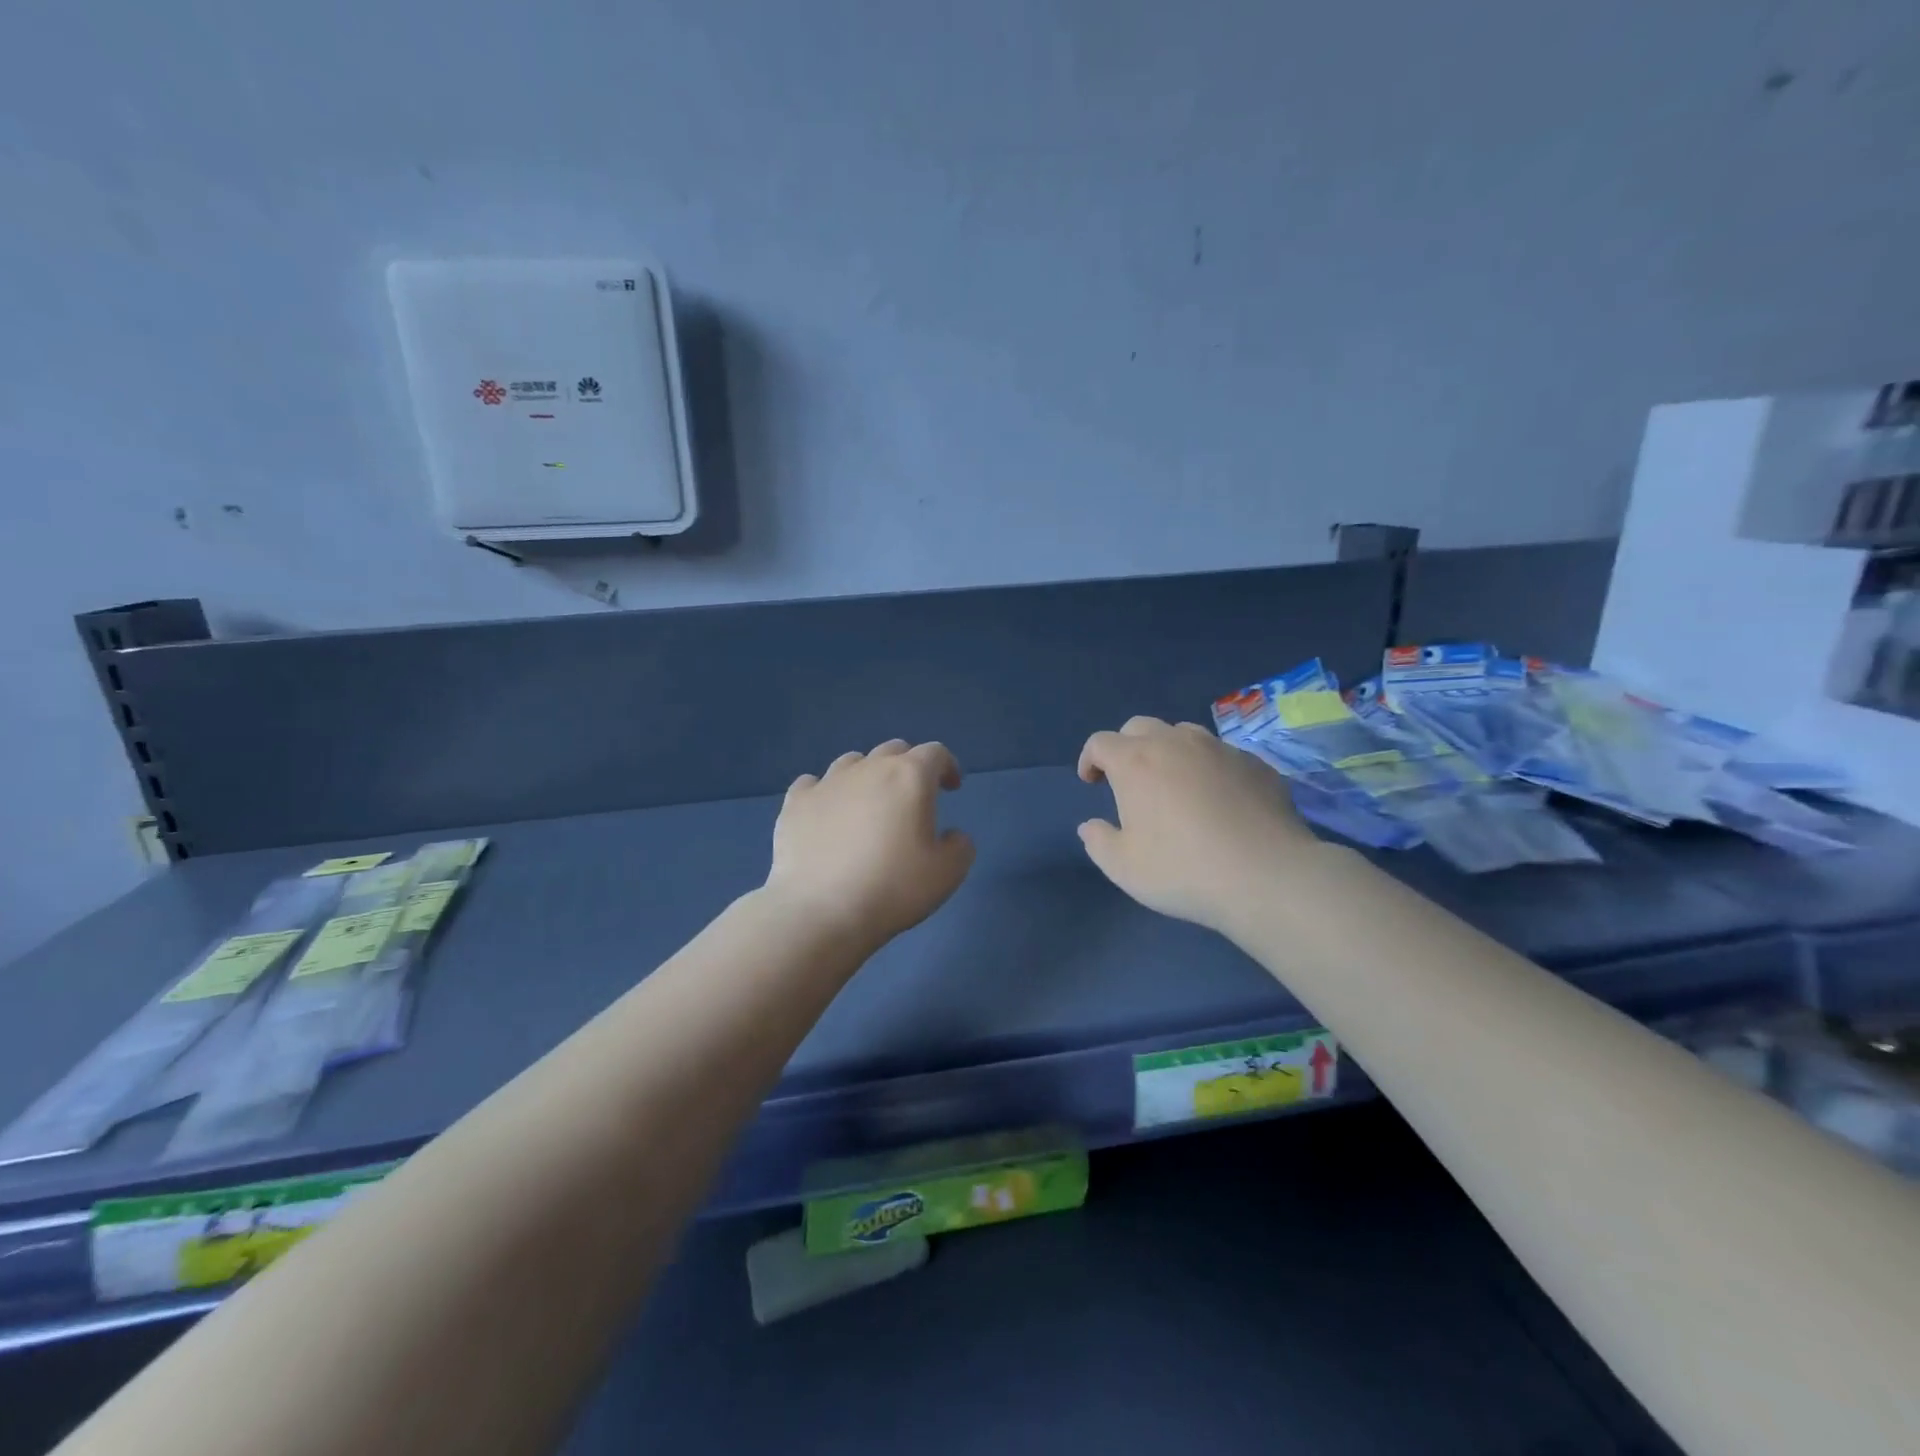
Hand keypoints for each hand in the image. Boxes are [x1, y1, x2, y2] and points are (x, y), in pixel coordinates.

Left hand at [765, 740, 975, 952]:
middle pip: (894, 750)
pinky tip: (827, 813)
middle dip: (908, 766)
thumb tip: (952, 836)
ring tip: (868, 805)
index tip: (951, 788)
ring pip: (853, 762)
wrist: (820, 911)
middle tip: (912, 797)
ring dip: (867, 776)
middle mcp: (868, 768)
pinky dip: (825, 792)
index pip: (935, 753)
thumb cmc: (892, 888)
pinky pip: (813, 783)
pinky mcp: (795, 803)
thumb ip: (960, 846)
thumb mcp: (947, 874)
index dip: (947, 766)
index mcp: (910, 777)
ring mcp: (827, 782)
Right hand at [1077, 716, 1324, 937]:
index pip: (1100, 742)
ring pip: (1183, 733)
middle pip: (1139, 727)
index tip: (1092, 782)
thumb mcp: (1123, 867)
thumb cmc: (1183, 869)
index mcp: (1136, 761)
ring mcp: (1219, 749)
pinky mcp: (1255, 763)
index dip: (1090, 759)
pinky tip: (1218, 799)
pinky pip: (1221, 754)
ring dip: (1169, 751)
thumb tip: (1090, 826)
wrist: (1267, 875)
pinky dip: (1208, 768)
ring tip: (1174, 784)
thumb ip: (1098, 841)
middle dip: (1127, 747)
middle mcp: (1175, 743)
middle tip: (1129, 780)